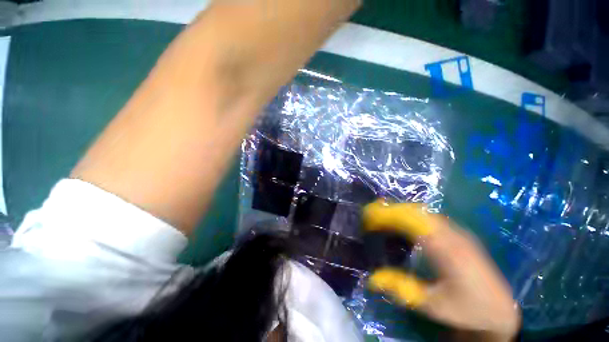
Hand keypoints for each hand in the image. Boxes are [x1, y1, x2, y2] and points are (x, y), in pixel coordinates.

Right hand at [363, 201, 520, 341]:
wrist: (501, 310)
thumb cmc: (467, 309)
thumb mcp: (432, 305)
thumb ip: (401, 288)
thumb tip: (372, 278)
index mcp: (446, 250)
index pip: (410, 222)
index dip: (387, 216)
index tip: (369, 218)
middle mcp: (452, 235)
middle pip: (415, 212)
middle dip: (390, 209)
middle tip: (371, 214)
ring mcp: (458, 232)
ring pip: (423, 212)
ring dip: (400, 210)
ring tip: (382, 215)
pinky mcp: (460, 233)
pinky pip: (431, 217)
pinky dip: (412, 214)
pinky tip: (404, 222)